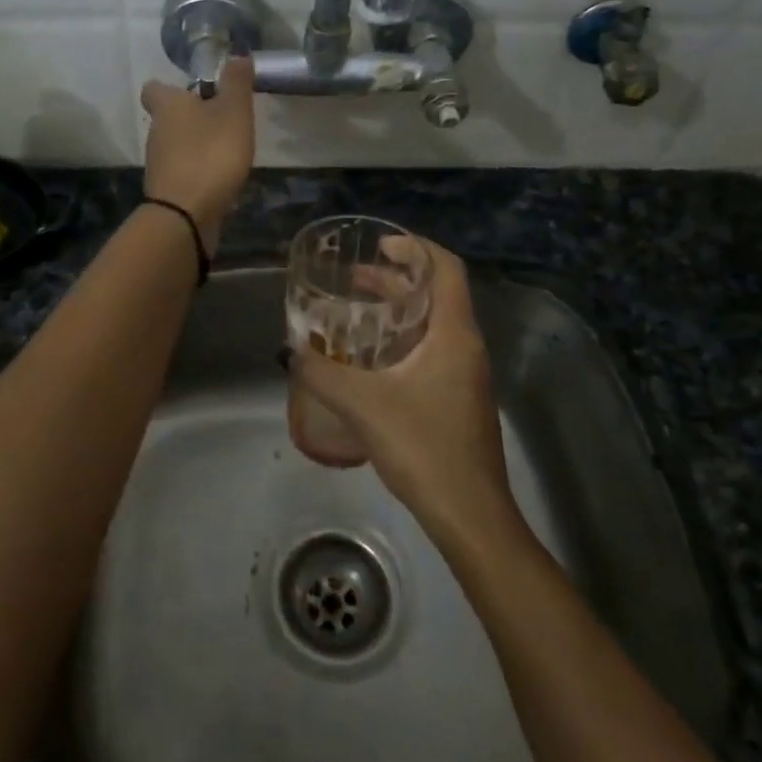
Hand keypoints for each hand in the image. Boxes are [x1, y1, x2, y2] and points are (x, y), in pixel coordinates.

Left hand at [139, 56, 254, 250]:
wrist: (186, 214)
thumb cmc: (210, 154)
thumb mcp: (234, 112)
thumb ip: (236, 83)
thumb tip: (235, 53)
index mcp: (168, 106)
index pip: (154, 88)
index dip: (171, 87)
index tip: (195, 91)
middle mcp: (156, 131)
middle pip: (168, 117)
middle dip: (191, 118)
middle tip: (222, 120)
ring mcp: (159, 163)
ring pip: (175, 145)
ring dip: (196, 145)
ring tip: (226, 151)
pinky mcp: (166, 189)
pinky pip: (182, 172)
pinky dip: (197, 171)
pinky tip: (220, 179)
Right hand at [292, 238, 513, 541]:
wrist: (471, 515)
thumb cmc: (424, 448)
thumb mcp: (363, 405)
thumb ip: (322, 374)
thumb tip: (290, 352)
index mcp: (454, 334)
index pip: (446, 268)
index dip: (416, 247)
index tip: (379, 246)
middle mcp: (466, 346)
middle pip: (437, 294)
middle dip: (397, 279)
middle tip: (355, 278)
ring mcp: (466, 375)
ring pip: (434, 325)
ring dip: (399, 311)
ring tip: (358, 312)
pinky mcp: (459, 399)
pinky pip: (433, 350)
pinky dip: (404, 340)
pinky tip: (372, 361)